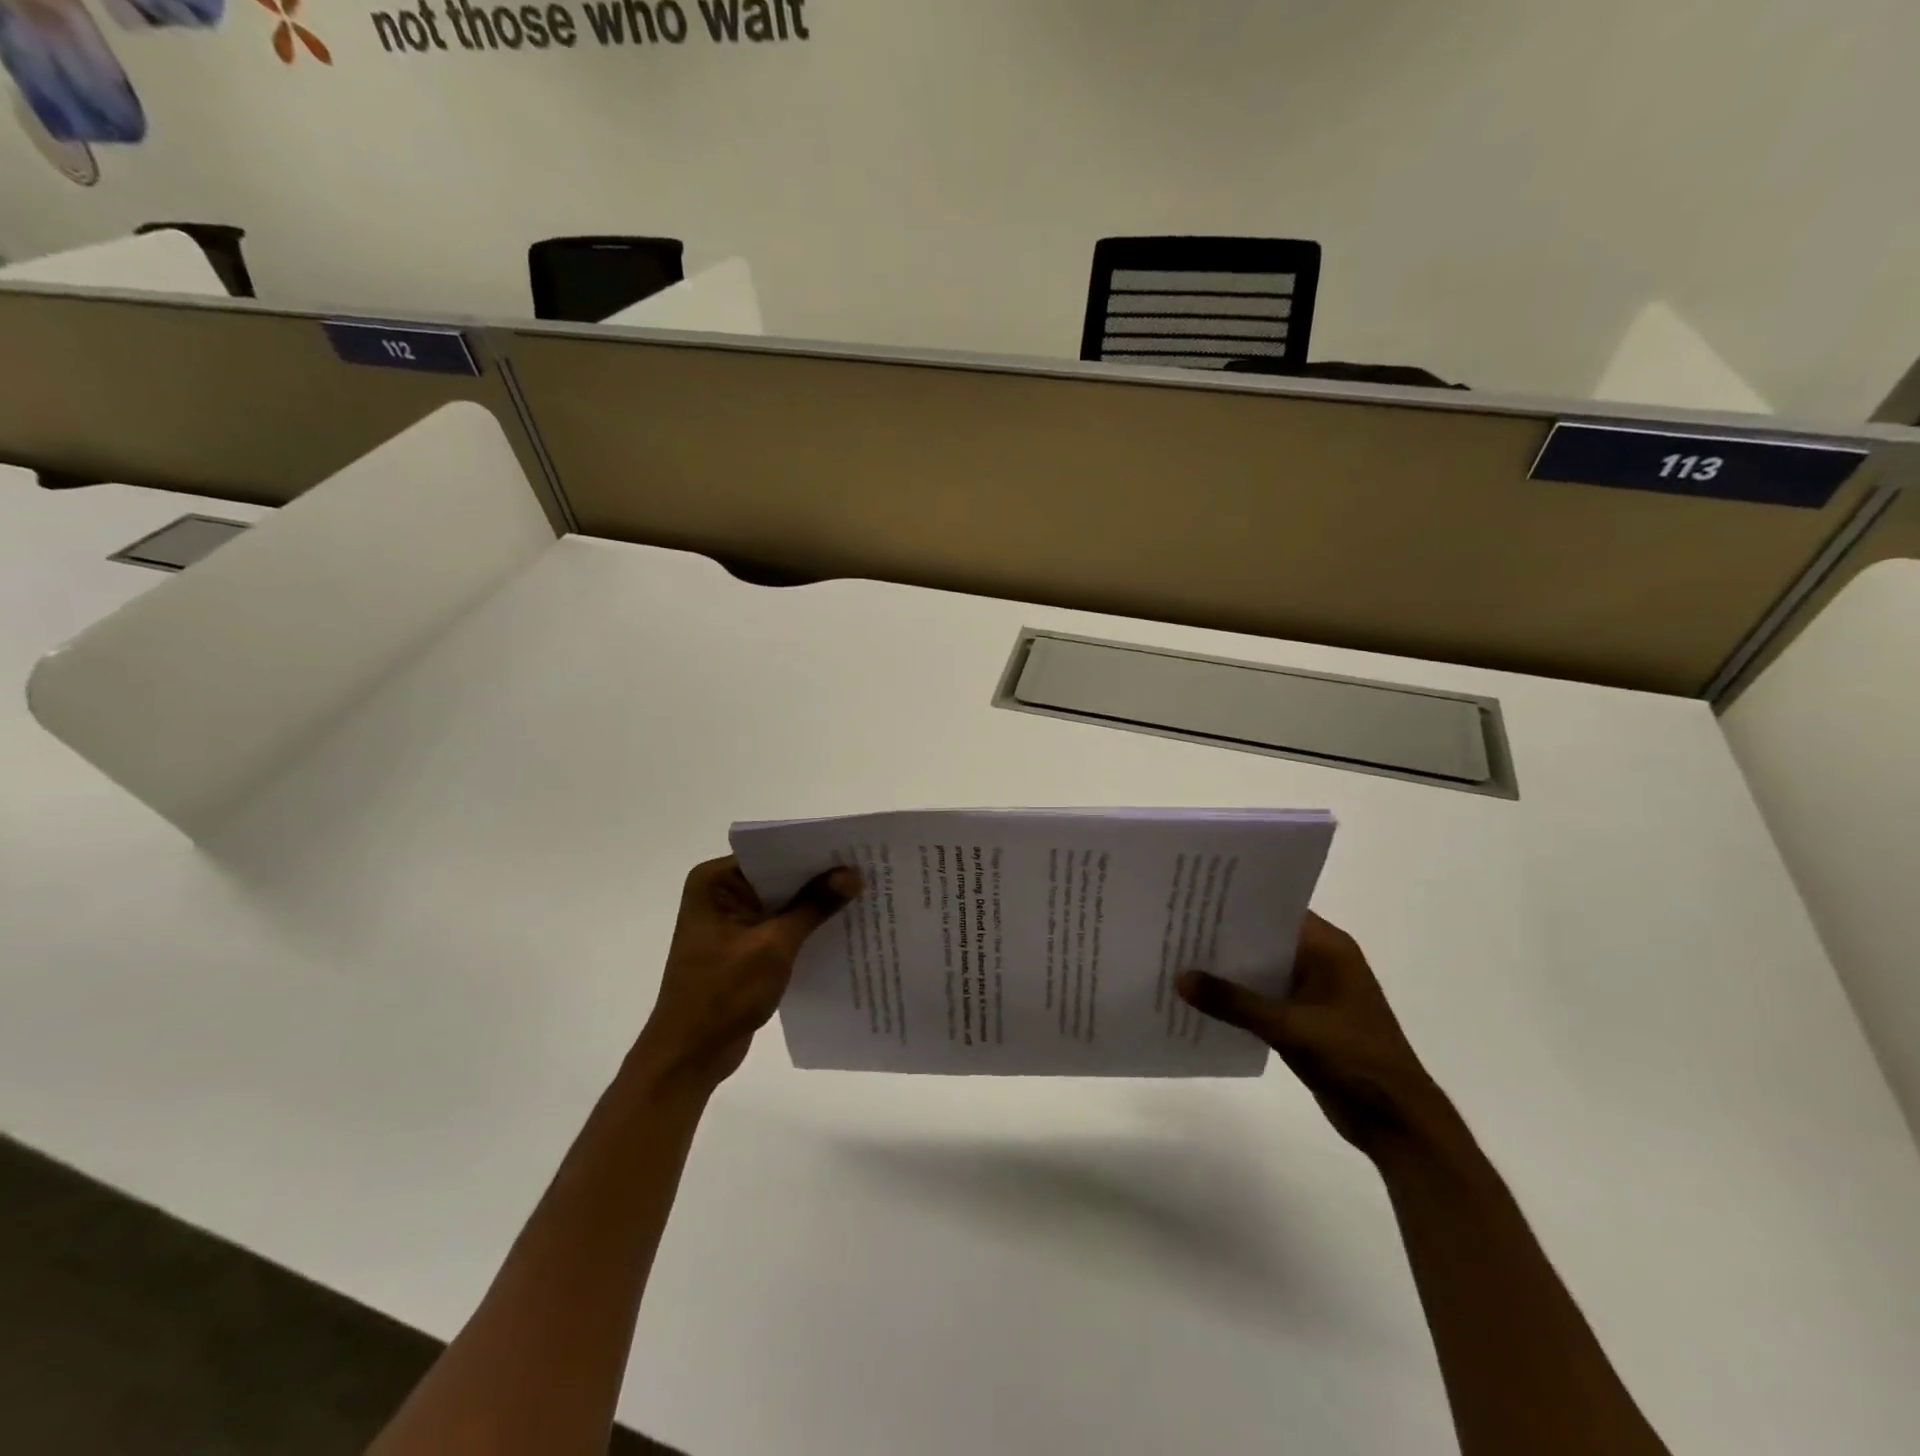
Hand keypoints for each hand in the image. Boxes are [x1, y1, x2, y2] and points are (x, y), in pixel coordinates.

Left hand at [633, 856, 860, 1094]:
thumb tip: (853, 873)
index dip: (813, 852)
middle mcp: (721, 893)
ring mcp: (731, 922)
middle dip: (819, 878)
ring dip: (816, 904)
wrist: (689, 1057)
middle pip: (779, 876)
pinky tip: (843, 928)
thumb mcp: (774, 946)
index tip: (854, 850)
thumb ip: (814, 906)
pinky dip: (806, 928)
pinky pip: (781, 926)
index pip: (772, 854)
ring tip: (865, 895)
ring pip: (783, 903)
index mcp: (715, 882)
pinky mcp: (743, 947)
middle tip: (868, 870)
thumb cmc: (723, 994)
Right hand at [1178, 912, 1455, 1159]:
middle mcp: (1321, 962)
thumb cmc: (1354, 1059)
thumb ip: (1234, 1003)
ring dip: (1228, 969)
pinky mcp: (1304, 1019)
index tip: (1195, 897)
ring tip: (1179, 957)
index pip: (1275, 910)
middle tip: (1177, 926)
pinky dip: (1238, 998)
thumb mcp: (1290, 1027)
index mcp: (1328, 949)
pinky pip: (1263, 997)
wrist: (1396, 1122)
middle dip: (1225, 936)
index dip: (1237, 902)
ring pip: (1261, 969)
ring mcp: (1313, 991)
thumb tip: (1180, 978)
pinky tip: (1202, 998)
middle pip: (1264, 938)